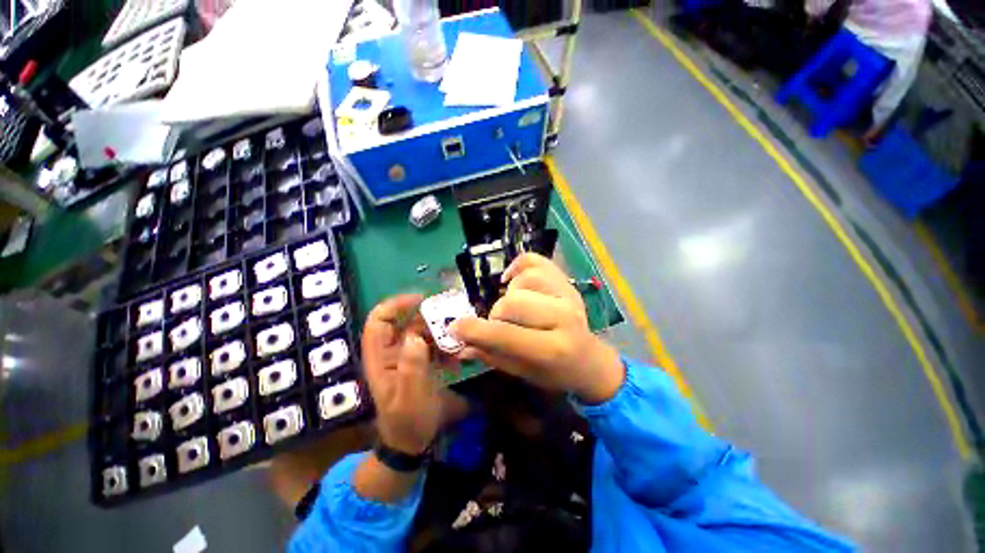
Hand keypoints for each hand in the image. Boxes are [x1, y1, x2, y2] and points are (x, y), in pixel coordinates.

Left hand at [362, 295, 463, 454]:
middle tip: (451, 320)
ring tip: (458, 341)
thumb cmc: (408, 421)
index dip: (396, 305)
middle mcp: (391, 351)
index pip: (379, 320)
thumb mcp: (411, 397)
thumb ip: (412, 367)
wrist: (413, 442)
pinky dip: (445, 344)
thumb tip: (414, 336)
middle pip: (405, 322)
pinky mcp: (420, 361)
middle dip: (427, 318)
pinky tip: (457, 356)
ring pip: (422, 331)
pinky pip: (432, 343)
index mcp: (380, 357)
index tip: (422, 300)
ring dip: (440, 332)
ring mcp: (407, 356)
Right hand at [450, 254, 623, 403]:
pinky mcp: (566, 282)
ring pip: (524, 280)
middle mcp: (564, 318)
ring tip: (513, 306)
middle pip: (512, 303)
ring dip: (509, 293)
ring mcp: (568, 295)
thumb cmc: (555, 372)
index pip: (505, 335)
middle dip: (496, 314)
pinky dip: (518, 265)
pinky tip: (511, 279)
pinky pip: (536, 261)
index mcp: (553, 349)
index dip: (474, 330)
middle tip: (499, 324)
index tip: (455, 328)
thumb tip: (460, 343)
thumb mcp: (523, 372)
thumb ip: (491, 355)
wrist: (590, 360)